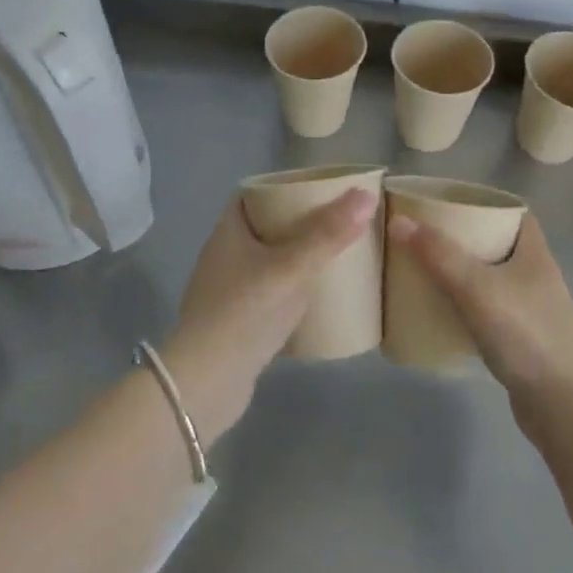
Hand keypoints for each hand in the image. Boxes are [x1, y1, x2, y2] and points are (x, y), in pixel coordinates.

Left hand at [163, 188, 375, 443]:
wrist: (206, 384)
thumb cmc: (244, 313)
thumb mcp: (291, 268)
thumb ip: (328, 234)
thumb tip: (367, 196)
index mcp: (228, 233)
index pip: (251, 195)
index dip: (282, 188)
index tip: (318, 189)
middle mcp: (224, 257)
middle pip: (263, 228)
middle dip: (297, 224)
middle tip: (336, 222)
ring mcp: (228, 292)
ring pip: (268, 263)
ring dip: (296, 259)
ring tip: (334, 257)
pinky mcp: (237, 323)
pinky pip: (270, 295)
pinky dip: (292, 292)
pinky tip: (318, 300)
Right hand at [386, 212, 572, 408]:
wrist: (561, 405)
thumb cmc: (525, 335)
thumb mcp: (477, 288)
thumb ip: (438, 255)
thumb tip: (398, 221)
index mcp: (534, 252)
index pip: (512, 212)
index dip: (482, 204)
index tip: (446, 204)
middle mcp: (536, 275)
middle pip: (497, 244)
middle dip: (462, 238)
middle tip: (424, 238)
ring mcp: (531, 309)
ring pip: (491, 278)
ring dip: (462, 274)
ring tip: (425, 271)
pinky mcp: (521, 339)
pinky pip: (488, 310)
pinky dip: (466, 306)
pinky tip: (442, 313)